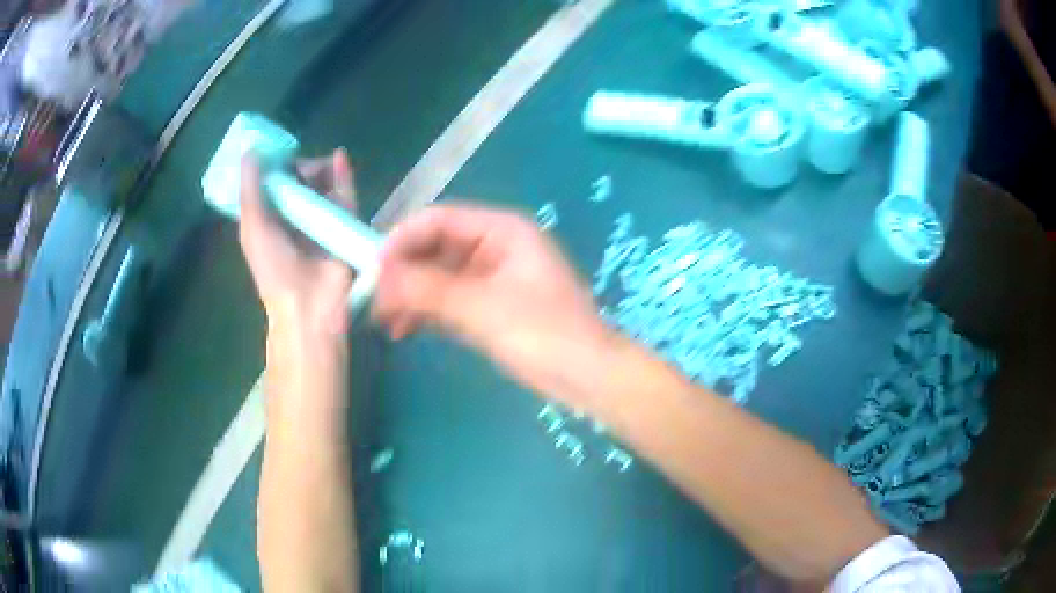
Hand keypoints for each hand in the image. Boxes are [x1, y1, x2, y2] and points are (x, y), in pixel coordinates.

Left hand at [239, 150, 357, 339]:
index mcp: (270, 219)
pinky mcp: (345, 223)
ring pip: (323, 184)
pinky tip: (339, 158)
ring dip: (321, 169)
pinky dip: (343, 175)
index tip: (278, 149)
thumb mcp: (252, 227)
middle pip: (300, 180)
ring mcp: (322, 219)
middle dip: (300, 167)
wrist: (308, 305)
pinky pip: (345, 194)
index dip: (275, 166)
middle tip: (299, 164)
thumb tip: (250, 151)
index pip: (273, 184)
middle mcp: (296, 217)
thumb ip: (250, 189)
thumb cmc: (274, 269)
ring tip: (320, 165)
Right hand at [372, 204, 614, 408]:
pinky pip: (449, 300)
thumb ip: (427, 288)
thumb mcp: (481, 308)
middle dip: (402, 272)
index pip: (437, 220)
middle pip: (434, 247)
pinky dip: (426, 312)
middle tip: (372, 301)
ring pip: (438, 276)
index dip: (401, 240)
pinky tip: (403, 331)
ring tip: (383, 321)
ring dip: (410, 295)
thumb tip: (377, 276)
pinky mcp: (490, 306)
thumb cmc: (544, 334)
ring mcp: (492, 277)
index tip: (371, 271)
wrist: (589, 378)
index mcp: (501, 230)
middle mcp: (494, 246)